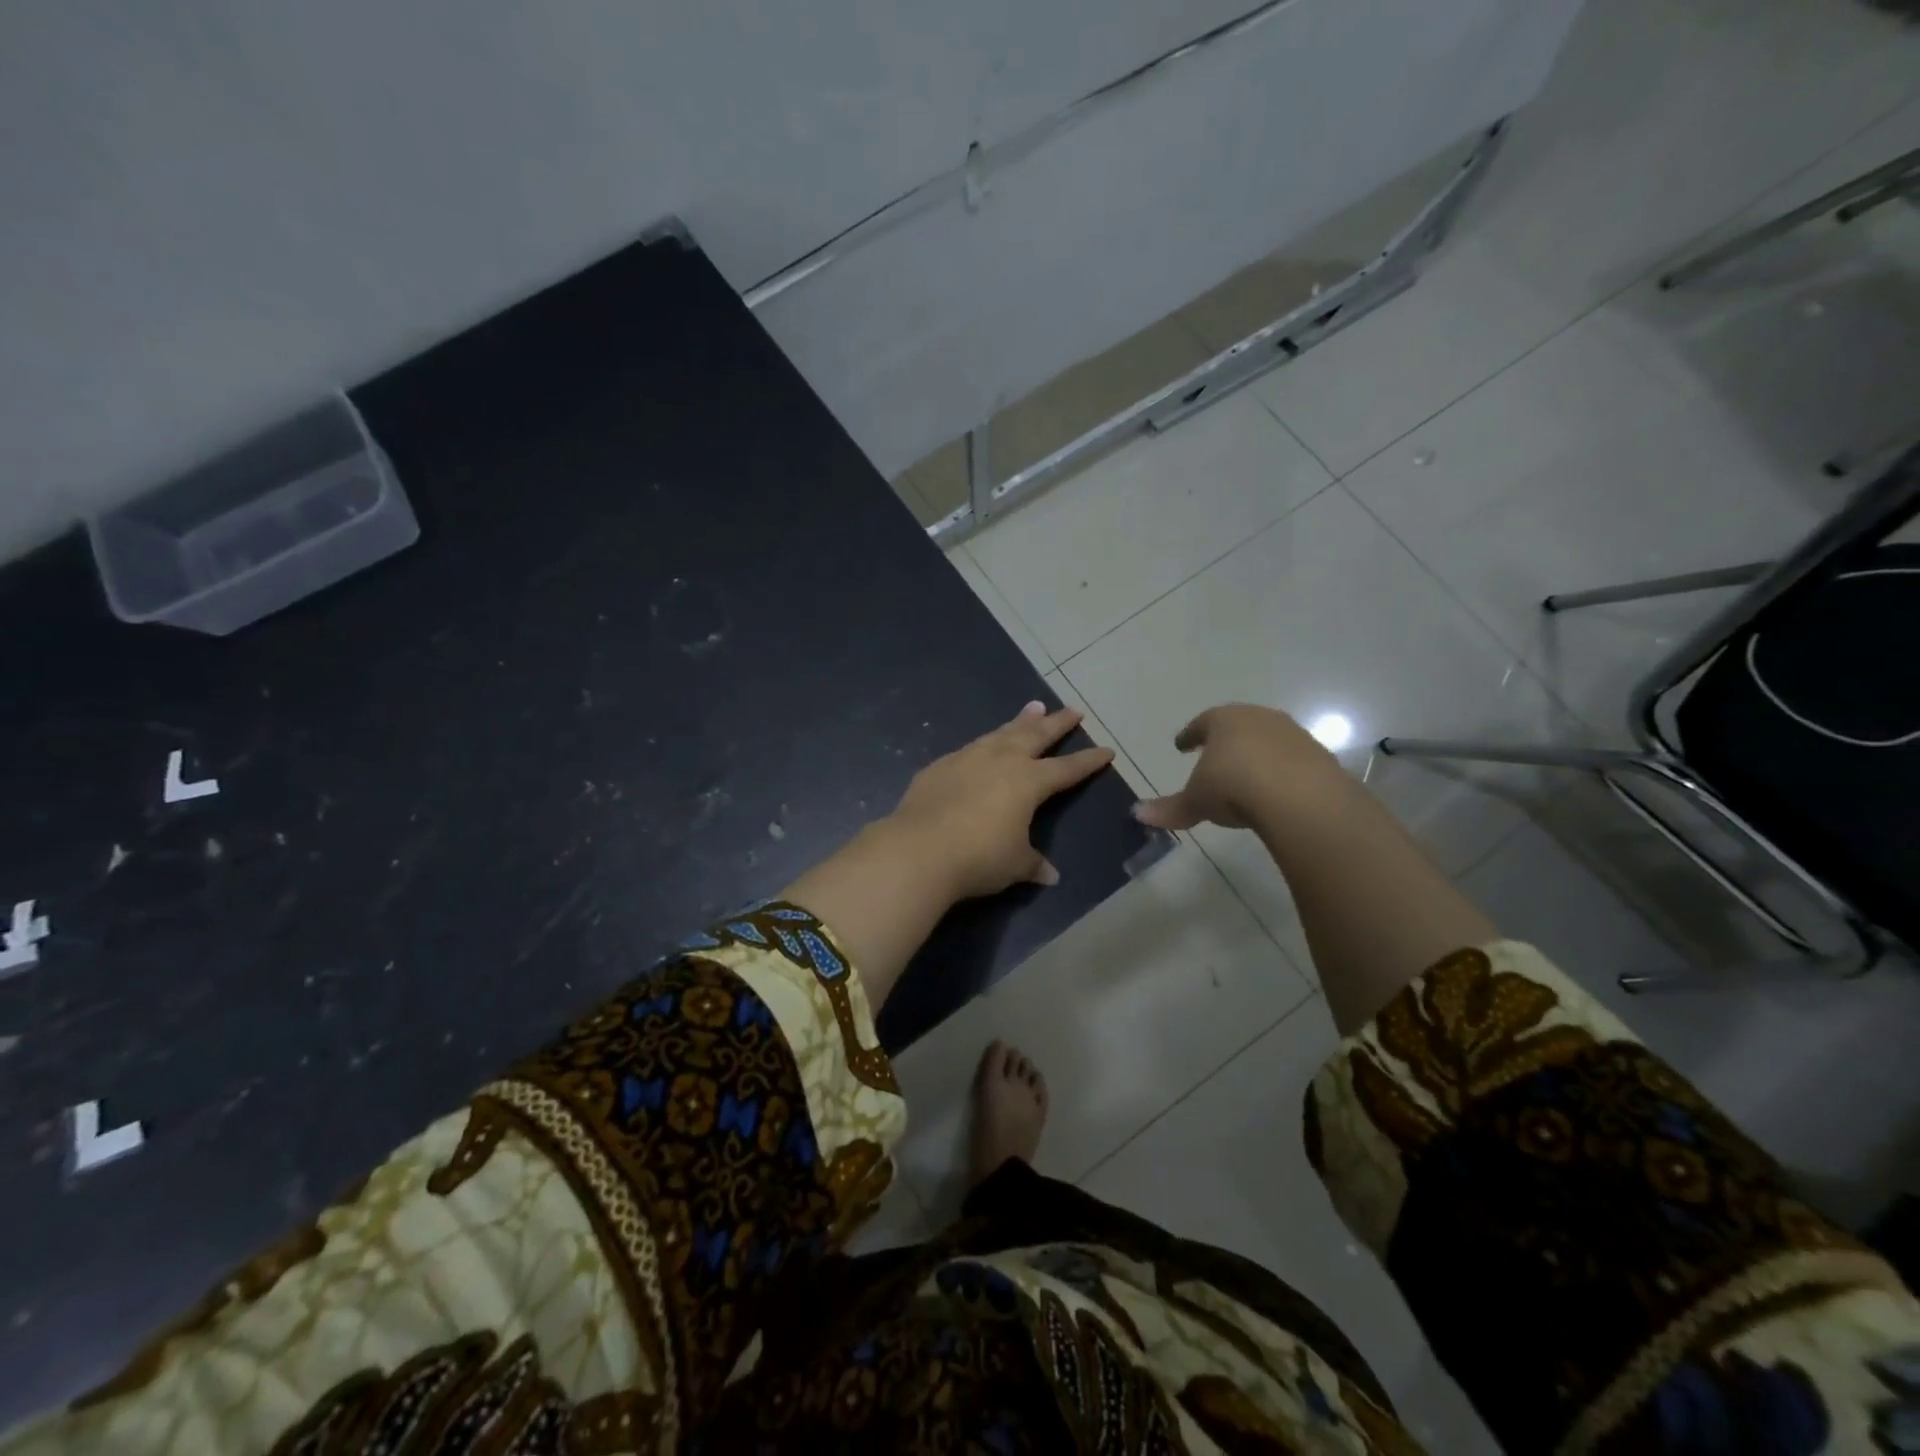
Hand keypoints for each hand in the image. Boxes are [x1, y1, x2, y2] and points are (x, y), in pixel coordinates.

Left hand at [886, 701, 1113, 899]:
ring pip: (1002, 733)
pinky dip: (985, 742)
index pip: (1067, 769)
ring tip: (1033, 708)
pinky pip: (971, 748)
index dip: (1088, 761)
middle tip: (1072, 710)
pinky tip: (983, 745)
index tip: (1106, 750)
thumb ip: (1033, 864)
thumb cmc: (978, 857)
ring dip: (1020, 721)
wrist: (918, 849)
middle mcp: (1002, 761)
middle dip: (1057, 723)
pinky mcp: (941, 766)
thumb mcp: (1014, 865)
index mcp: (1029, 782)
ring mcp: (969, 758)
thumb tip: (1050, 875)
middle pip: (1036, 735)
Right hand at [1133, 704, 1343, 831]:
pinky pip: (1293, 761)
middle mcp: (1259, 719)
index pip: (1201, 723)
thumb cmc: (1233, 787)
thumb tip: (1136, 813)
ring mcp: (1293, 735)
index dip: (1190, 735)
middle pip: (1238, 725)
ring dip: (1257, 754)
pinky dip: (1282, 771)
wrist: (1299, 797)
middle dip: (1226, 740)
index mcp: (1223, 720)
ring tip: (1247, 774)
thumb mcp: (1196, 801)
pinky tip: (1277, 789)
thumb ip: (1169, 808)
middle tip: (1215, 754)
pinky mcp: (1319, 756)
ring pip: (1268, 740)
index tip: (1181, 745)